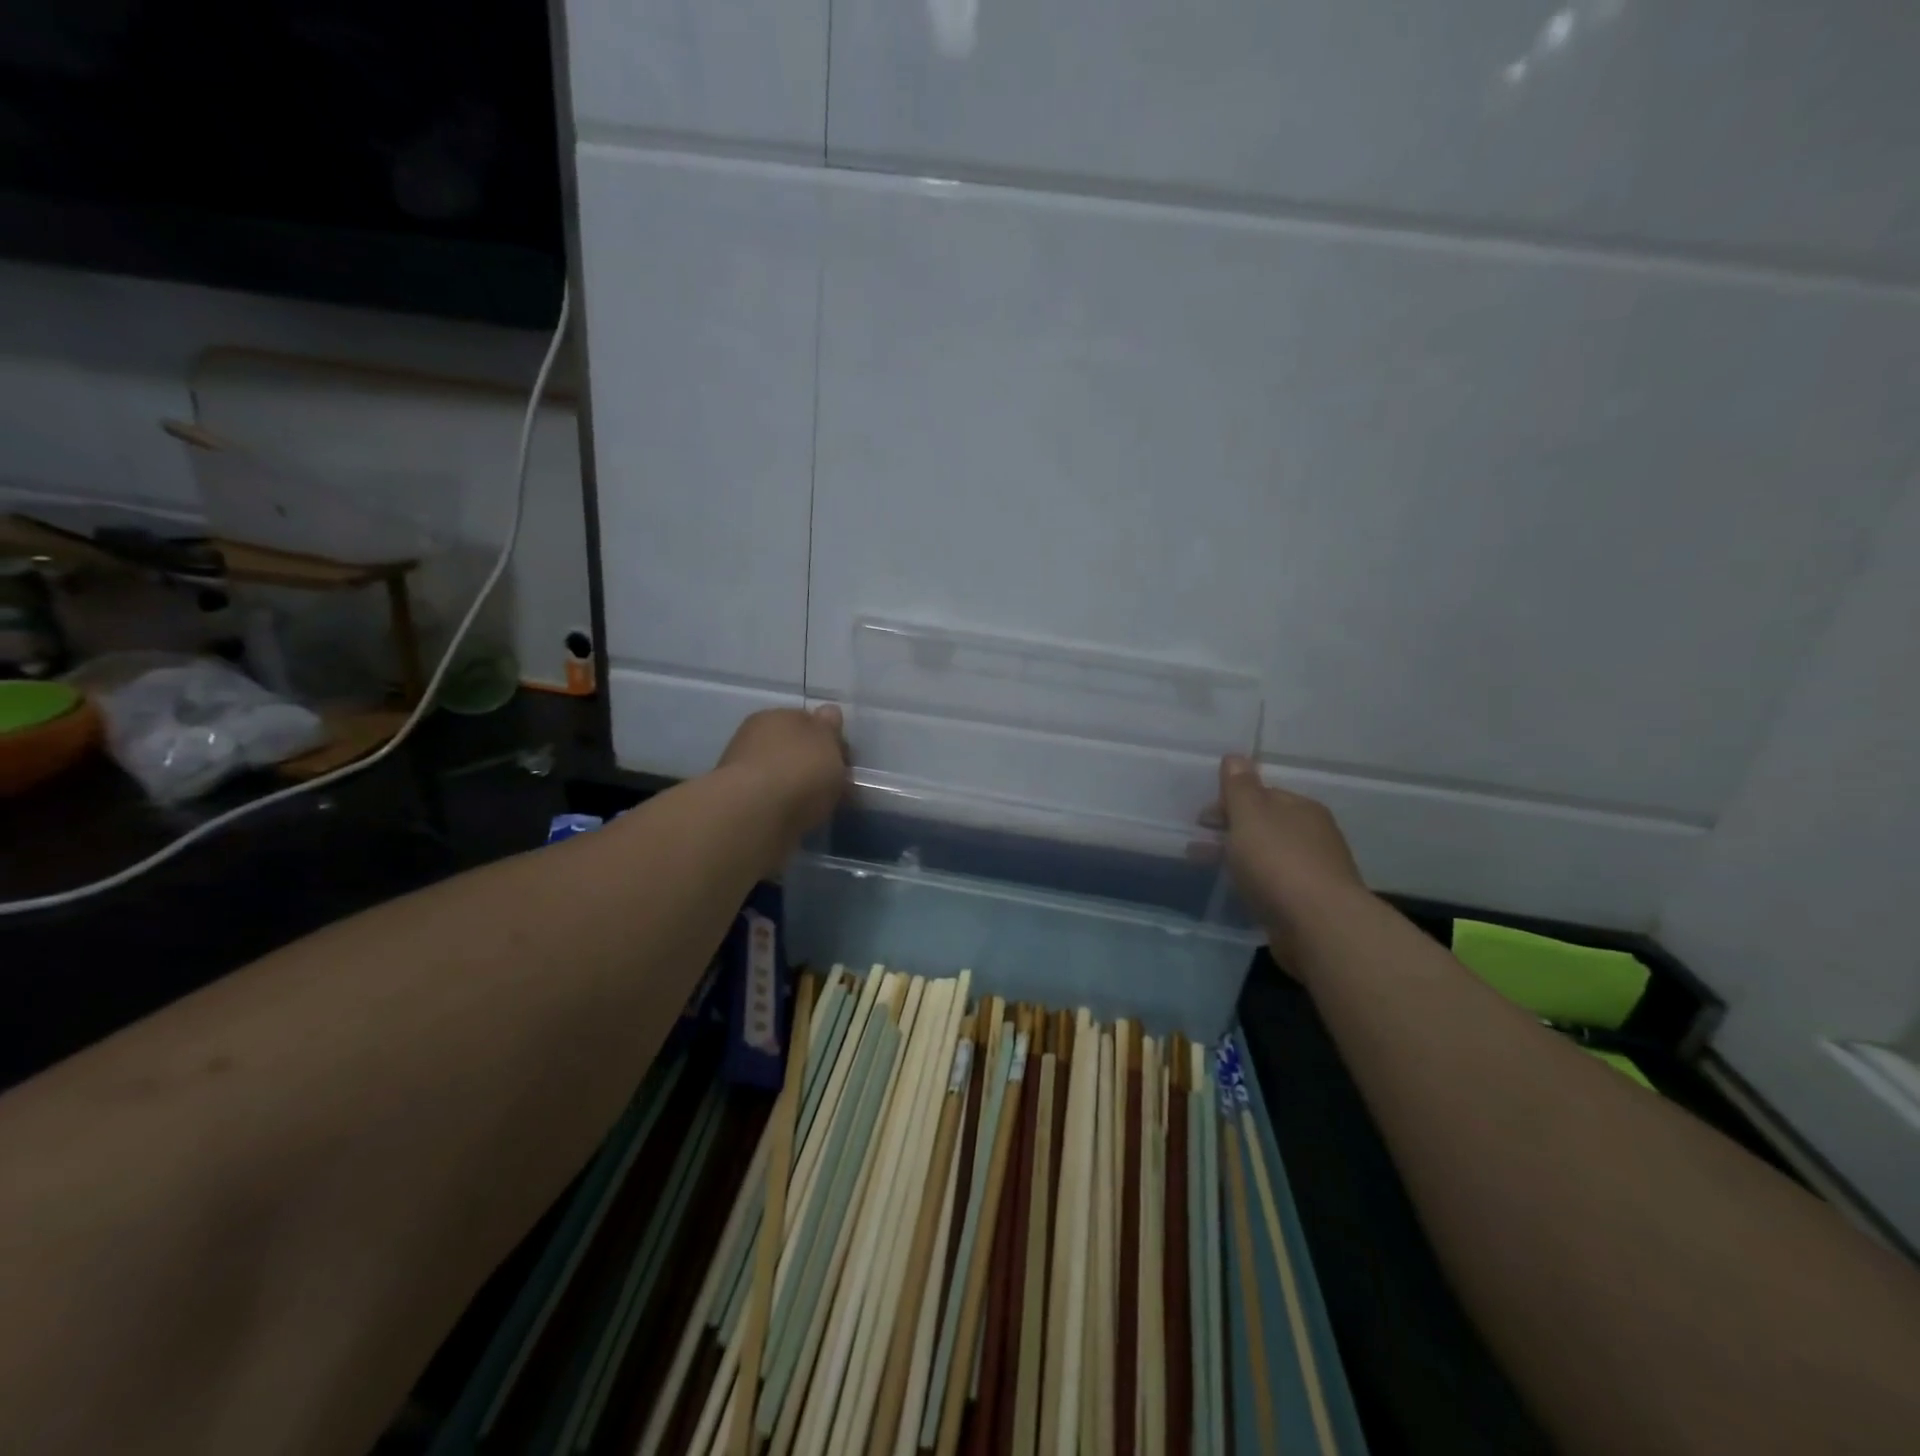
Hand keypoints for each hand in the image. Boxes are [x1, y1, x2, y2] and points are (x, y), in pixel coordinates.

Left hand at [717, 705, 848, 843]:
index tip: (844, 760)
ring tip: (817, 805)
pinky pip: (770, 798)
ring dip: (795, 785)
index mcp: (778, 715)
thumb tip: (828, 713)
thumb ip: (830, 728)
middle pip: (792, 747)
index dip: (828, 738)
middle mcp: (755, 735)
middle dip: (810, 762)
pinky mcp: (737, 801)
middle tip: (833, 784)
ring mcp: (742, 769)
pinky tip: (797, 816)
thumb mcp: (828, 742)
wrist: (754, 814)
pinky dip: (783, 805)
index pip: (808, 720)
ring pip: (779, 773)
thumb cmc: (799, 770)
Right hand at [1216, 755, 1366, 950]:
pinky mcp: (1311, 905)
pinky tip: (1241, 892)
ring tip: (1212, 869)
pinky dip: (1255, 882)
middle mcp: (1315, 835)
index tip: (1202, 819)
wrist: (1319, 927)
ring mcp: (1316, 872)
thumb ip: (1240, 787)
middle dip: (1234, 830)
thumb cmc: (1279, 862)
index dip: (1230, 802)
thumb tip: (1236, 756)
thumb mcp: (1250, 816)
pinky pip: (1276, 885)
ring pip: (1270, 856)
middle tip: (1200, 844)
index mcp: (1302, 808)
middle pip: (1267, 825)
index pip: (1263, 795)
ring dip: (1242, 858)